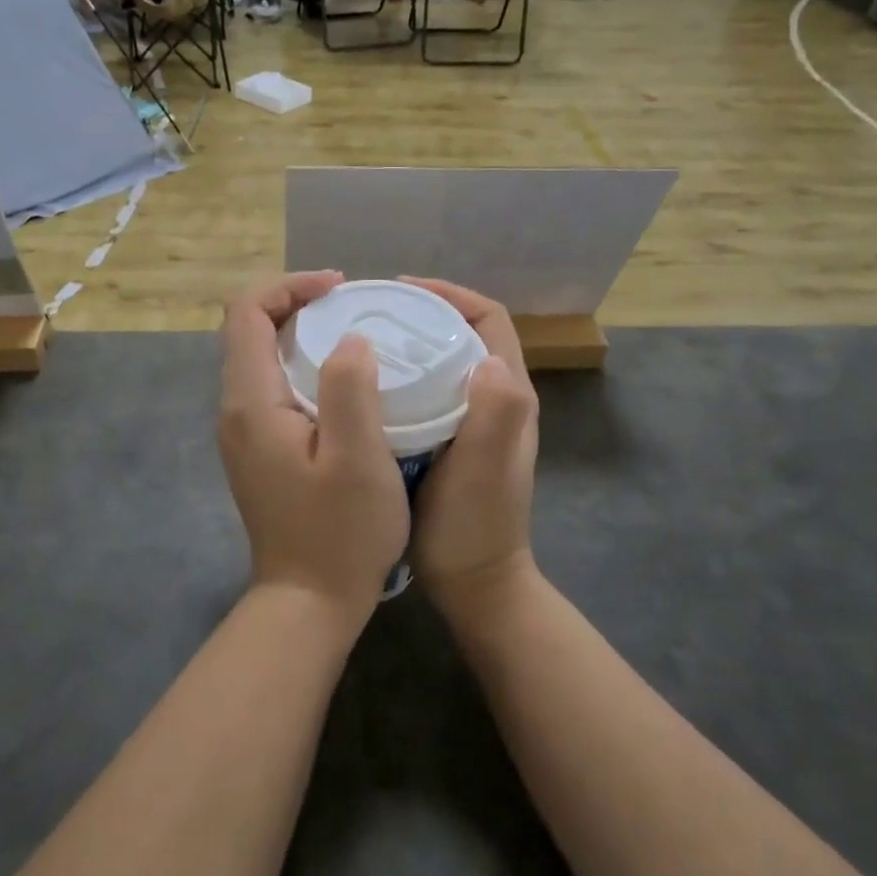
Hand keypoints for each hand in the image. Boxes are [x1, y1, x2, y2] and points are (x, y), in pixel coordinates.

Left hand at [219, 273, 409, 625]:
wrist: (308, 602)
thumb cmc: (339, 533)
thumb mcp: (357, 458)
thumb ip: (350, 388)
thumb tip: (350, 340)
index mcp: (251, 402)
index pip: (247, 313)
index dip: (289, 286)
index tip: (339, 287)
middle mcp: (235, 410)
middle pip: (249, 330)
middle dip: (295, 303)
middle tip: (350, 305)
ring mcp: (243, 432)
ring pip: (261, 357)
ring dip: (300, 333)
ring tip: (352, 332)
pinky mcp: (258, 449)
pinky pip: (272, 385)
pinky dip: (301, 364)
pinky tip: (343, 379)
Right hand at [402, 278, 540, 609]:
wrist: (474, 586)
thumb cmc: (473, 527)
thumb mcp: (484, 470)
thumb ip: (495, 414)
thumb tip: (487, 357)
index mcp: (509, 395)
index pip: (488, 320)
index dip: (451, 294)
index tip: (403, 289)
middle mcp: (496, 399)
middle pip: (464, 333)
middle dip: (424, 311)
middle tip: (374, 311)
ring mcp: (474, 420)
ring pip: (444, 359)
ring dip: (412, 340)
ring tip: (366, 338)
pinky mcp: (450, 439)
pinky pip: (429, 389)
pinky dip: (404, 374)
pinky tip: (369, 384)